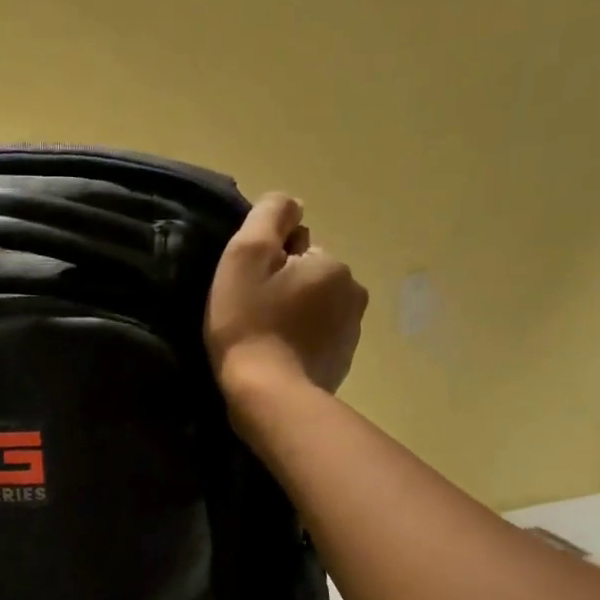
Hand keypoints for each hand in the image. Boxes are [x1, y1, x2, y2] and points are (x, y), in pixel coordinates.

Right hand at [205, 192, 367, 400]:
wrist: (269, 395)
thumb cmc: (250, 322)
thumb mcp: (246, 255)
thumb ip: (270, 216)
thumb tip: (292, 204)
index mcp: (332, 264)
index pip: (297, 247)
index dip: (268, 263)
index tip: (248, 289)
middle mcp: (352, 292)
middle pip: (308, 277)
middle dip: (285, 288)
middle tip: (252, 315)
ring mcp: (351, 332)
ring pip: (315, 308)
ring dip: (293, 315)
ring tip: (264, 338)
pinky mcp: (343, 362)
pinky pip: (318, 339)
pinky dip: (300, 342)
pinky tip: (278, 357)